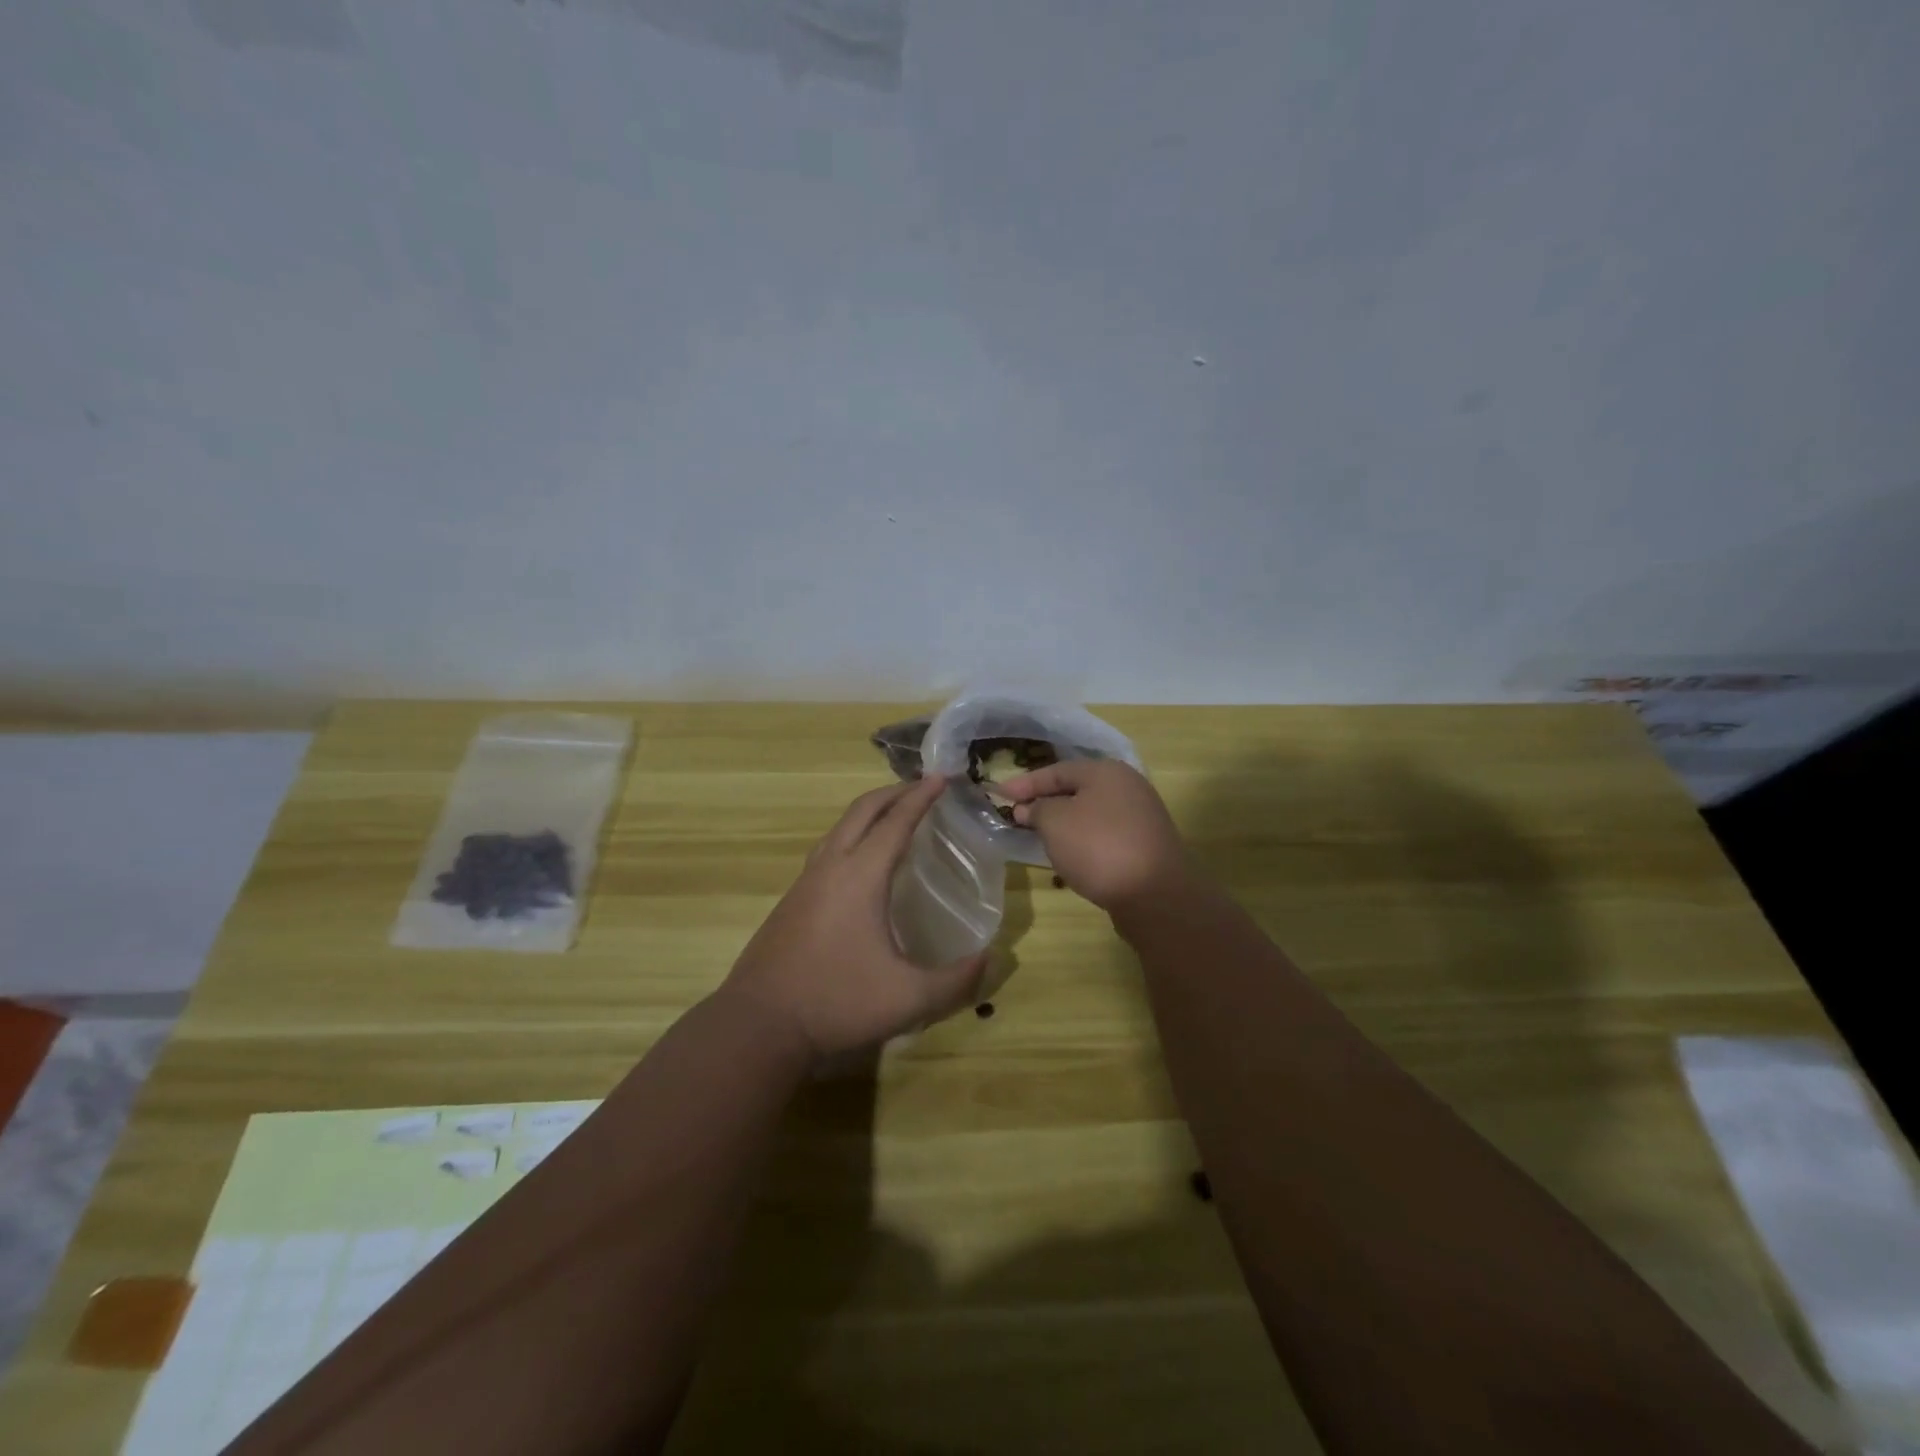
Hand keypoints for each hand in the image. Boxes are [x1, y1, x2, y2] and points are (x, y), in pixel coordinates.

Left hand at [720, 774, 990, 1060]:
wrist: (760, 1023)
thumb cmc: (837, 1002)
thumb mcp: (908, 998)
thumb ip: (956, 981)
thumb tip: (989, 959)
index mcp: (860, 876)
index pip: (896, 822)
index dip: (921, 797)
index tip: (941, 777)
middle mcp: (831, 867)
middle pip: (863, 811)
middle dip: (894, 792)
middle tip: (922, 787)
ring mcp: (805, 881)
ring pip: (840, 827)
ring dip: (869, 812)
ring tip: (894, 815)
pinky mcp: (792, 899)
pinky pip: (827, 848)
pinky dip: (851, 835)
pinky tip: (860, 862)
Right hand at [997, 759, 1192, 911]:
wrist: (1155, 894)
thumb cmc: (1099, 847)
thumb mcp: (1055, 822)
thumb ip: (1037, 809)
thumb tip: (1030, 808)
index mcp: (1106, 771)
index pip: (1056, 770)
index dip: (1025, 783)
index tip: (999, 794)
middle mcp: (1127, 786)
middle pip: (1076, 789)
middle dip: (1045, 801)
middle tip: (1017, 815)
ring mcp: (1141, 816)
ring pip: (1090, 812)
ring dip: (1063, 821)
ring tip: (1038, 834)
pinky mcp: (1145, 844)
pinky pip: (1104, 833)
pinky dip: (1082, 838)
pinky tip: (1070, 854)